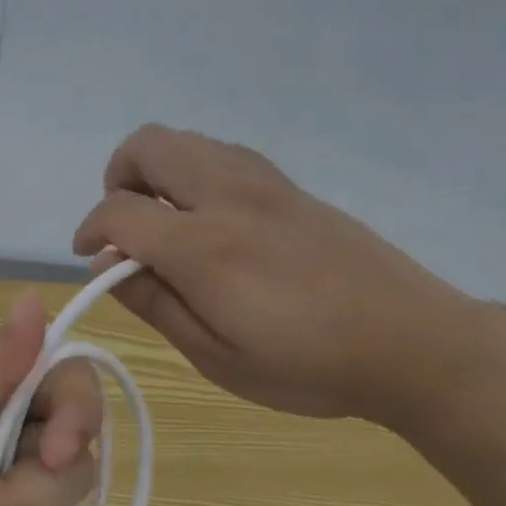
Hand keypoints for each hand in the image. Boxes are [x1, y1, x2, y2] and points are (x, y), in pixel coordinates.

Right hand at [72, 125, 496, 425]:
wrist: (415, 343)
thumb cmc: (310, 365)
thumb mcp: (218, 357)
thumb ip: (155, 303)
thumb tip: (106, 264)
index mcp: (205, 246)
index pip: (119, 210)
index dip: (90, 230)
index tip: (91, 257)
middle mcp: (227, 195)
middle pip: (146, 145)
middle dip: (118, 178)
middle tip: (126, 227)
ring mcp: (261, 180)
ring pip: (183, 140)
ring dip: (155, 171)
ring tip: (165, 221)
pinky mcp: (286, 182)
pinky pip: (219, 152)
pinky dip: (193, 171)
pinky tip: (211, 218)